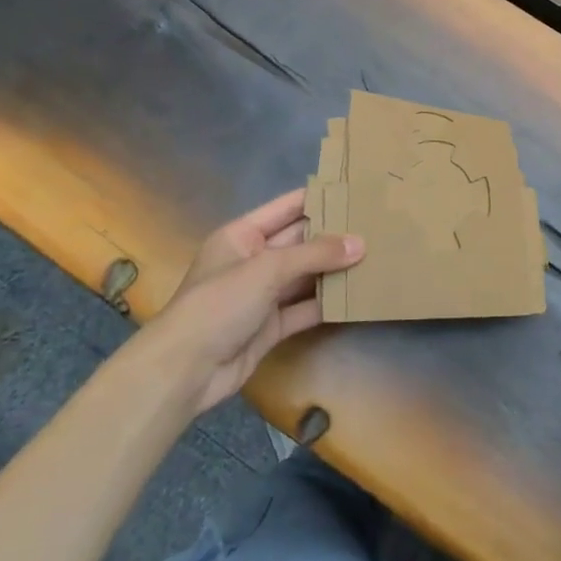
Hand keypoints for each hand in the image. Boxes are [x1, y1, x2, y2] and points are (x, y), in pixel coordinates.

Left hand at [145, 190, 363, 418]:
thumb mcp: (267, 269)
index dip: (319, 198)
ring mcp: (262, 295)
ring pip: (305, 275)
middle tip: (376, 226)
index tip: (356, 191)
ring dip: (335, 270)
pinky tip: (357, 296)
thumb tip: (360, 243)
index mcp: (243, 235)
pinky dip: (328, 303)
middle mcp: (253, 260)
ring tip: (376, 257)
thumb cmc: (219, 303)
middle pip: (300, 242)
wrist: (184, 370)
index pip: (288, 208)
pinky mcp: (271, 326)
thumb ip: (315, 254)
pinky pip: (305, 308)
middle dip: (334, 236)